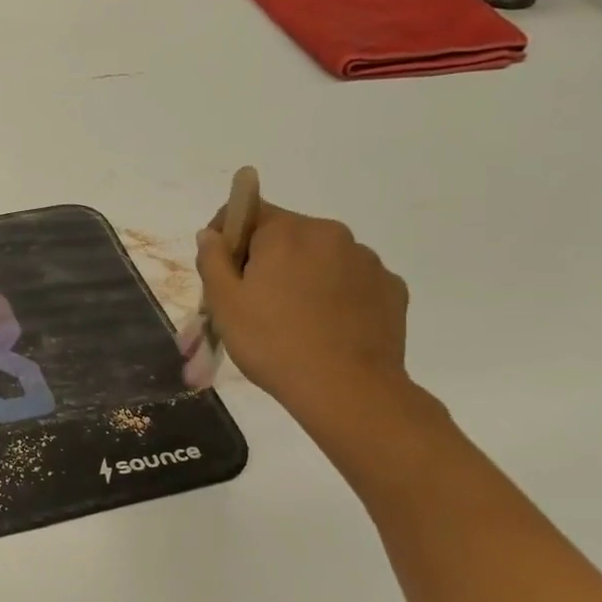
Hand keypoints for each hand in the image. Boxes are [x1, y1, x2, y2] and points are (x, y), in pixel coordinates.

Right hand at [195, 201, 409, 412]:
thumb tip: (210, 234)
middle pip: (287, 235)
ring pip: (321, 258)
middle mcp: (331, 234)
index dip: (228, 236)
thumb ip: (212, 260)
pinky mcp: (391, 288)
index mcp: (287, 232)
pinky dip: (335, 295)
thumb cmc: (272, 343)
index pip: (248, 211)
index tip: (221, 271)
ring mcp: (367, 261)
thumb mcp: (224, 304)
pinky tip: (326, 328)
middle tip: (253, 303)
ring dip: (303, 275)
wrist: (346, 390)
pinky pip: (352, 281)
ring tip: (293, 320)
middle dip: (267, 259)